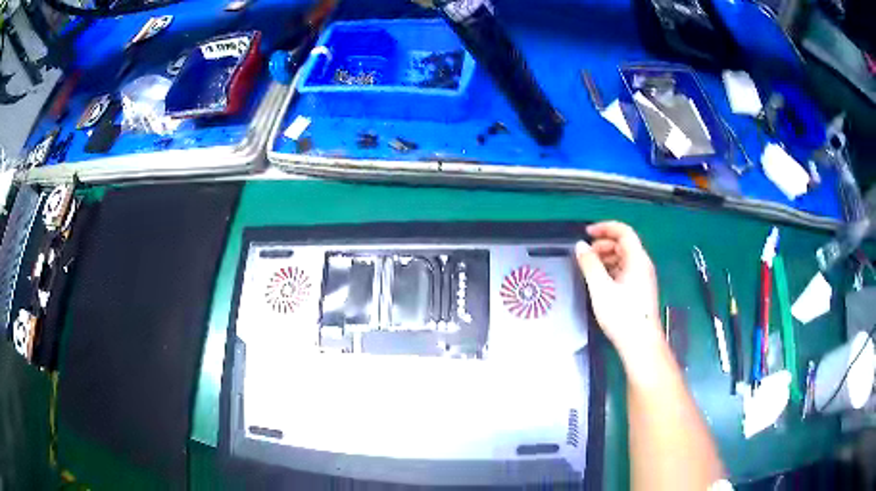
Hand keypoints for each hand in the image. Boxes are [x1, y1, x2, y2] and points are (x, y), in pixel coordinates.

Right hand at [575, 221, 660, 355]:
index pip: (624, 232)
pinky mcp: (640, 291)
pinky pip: (625, 271)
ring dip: (607, 257)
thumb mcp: (601, 288)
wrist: (640, 344)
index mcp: (638, 260)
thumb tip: (580, 246)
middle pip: (625, 244)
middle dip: (604, 244)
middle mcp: (643, 266)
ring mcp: (643, 279)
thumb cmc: (622, 315)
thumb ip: (589, 265)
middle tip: (586, 253)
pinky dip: (611, 269)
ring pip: (624, 258)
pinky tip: (600, 281)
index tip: (587, 233)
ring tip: (590, 268)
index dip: (605, 228)